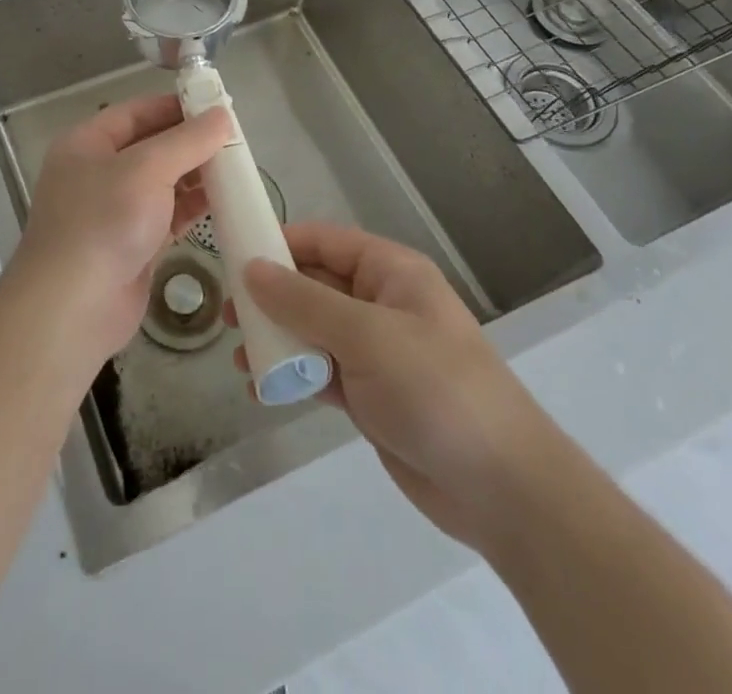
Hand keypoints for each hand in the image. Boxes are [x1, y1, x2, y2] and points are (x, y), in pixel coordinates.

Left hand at [15, 95, 232, 361]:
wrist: (73, 307)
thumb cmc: (104, 221)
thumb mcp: (147, 169)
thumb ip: (187, 140)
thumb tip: (222, 115)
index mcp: (86, 144)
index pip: (135, 113)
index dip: (174, 107)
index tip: (216, 106)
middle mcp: (97, 173)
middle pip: (150, 147)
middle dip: (190, 143)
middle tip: (235, 140)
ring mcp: (114, 211)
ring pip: (162, 183)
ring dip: (196, 175)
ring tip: (237, 168)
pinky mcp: (132, 245)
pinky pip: (167, 216)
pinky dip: (193, 207)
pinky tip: (224, 202)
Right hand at [228, 221, 555, 550]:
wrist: (502, 489)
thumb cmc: (436, 388)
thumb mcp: (366, 335)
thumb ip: (304, 301)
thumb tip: (251, 269)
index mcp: (390, 272)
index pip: (325, 241)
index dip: (280, 242)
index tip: (233, 253)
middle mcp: (380, 303)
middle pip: (314, 284)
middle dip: (271, 296)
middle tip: (228, 313)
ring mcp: (375, 351)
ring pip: (312, 330)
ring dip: (276, 338)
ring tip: (239, 355)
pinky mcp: (370, 395)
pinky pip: (319, 371)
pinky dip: (292, 375)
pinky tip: (260, 388)